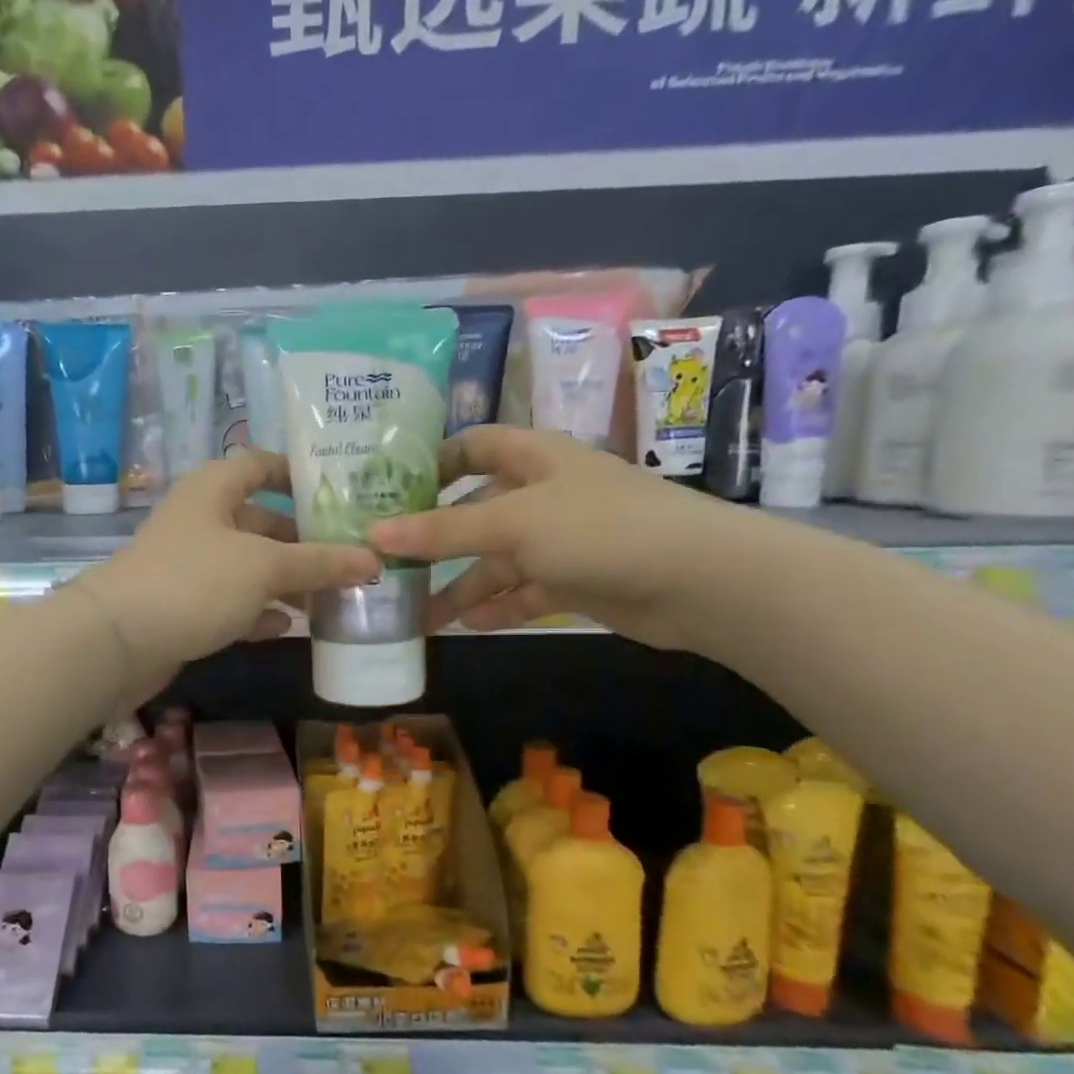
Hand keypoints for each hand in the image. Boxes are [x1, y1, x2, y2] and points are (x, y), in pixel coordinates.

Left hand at [77, 449, 380, 687]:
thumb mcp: (264, 567)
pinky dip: (256, 611)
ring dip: (286, 581)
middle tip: (351, 558)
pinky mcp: (183, 604)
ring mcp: (190, 564)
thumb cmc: (194, 582)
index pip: (261, 464)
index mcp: (214, 489)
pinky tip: (284, 626)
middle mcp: (201, 519)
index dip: (298, 474)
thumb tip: (373, 560)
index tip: (340, 494)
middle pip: (262, 521)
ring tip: (332, 598)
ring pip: (249, 565)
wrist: (116, 642)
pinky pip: (231, 601)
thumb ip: (319, 563)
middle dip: (304, 541)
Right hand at [367, 425, 741, 647]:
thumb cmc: (599, 528)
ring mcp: (562, 539)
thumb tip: (374, 535)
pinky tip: (468, 626)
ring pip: (498, 560)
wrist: (699, 580)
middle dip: (436, 540)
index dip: (434, 463)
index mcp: (533, 458)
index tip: (391, 492)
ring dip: (462, 586)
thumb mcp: (512, 523)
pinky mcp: (577, 580)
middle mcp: (544, 493)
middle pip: (477, 511)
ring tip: (417, 615)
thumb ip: (443, 531)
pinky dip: (499, 608)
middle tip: (391, 566)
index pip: (474, 446)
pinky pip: (525, 592)